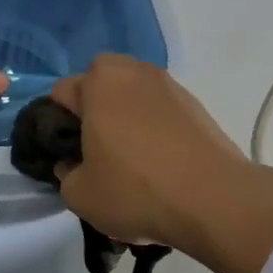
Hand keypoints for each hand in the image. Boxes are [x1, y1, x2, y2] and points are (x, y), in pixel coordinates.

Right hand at [48, 55, 252, 248]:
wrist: (214, 201)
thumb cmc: (135, 191)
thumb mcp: (79, 195)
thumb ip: (64, 173)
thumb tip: (73, 164)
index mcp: (99, 82)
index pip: (62, 93)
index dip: (58, 125)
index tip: (69, 155)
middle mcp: (134, 71)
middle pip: (100, 85)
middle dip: (94, 111)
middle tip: (97, 152)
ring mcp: (170, 85)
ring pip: (132, 96)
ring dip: (126, 117)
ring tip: (132, 160)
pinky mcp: (197, 105)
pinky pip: (160, 110)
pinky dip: (154, 127)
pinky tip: (161, 162)